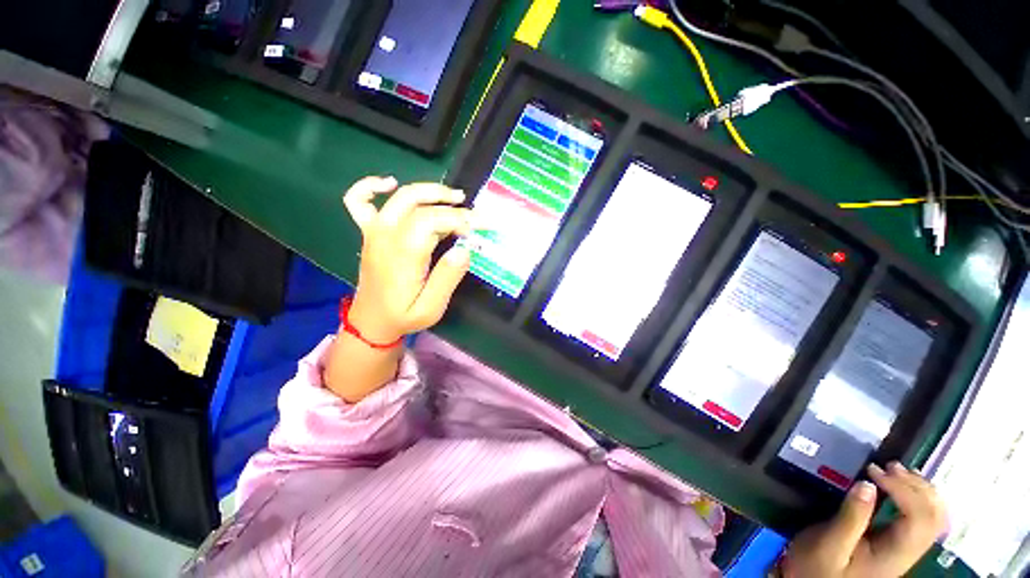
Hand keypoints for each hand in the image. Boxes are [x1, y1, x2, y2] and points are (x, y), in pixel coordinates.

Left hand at [343, 176, 472, 342]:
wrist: (372, 322)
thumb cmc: (404, 315)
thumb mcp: (431, 307)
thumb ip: (447, 278)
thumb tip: (464, 250)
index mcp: (403, 254)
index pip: (432, 220)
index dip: (458, 219)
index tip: (478, 230)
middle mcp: (386, 236)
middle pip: (418, 203)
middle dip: (450, 205)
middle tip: (474, 214)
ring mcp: (374, 231)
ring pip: (400, 197)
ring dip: (429, 191)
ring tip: (454, 196)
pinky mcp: (368, 232)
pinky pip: (358, 200)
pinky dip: (371, 186)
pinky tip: (389, 183)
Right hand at [783, 462, 947, 577]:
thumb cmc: (818, 567)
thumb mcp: (829, 544)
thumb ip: (851, 517)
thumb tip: (867, 484)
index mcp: (895, 554)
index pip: (920, 518)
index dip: (905, 490)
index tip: (874, 471)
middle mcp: (908, 551)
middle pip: (934, 516)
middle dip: (916, 486)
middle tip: (888, 466)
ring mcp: (906, 547)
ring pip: (933, 516)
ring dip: (920, 488)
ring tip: (895, 470)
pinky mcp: (898, 542)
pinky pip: (921, 517)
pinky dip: (916, 496)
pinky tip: (899, 485)